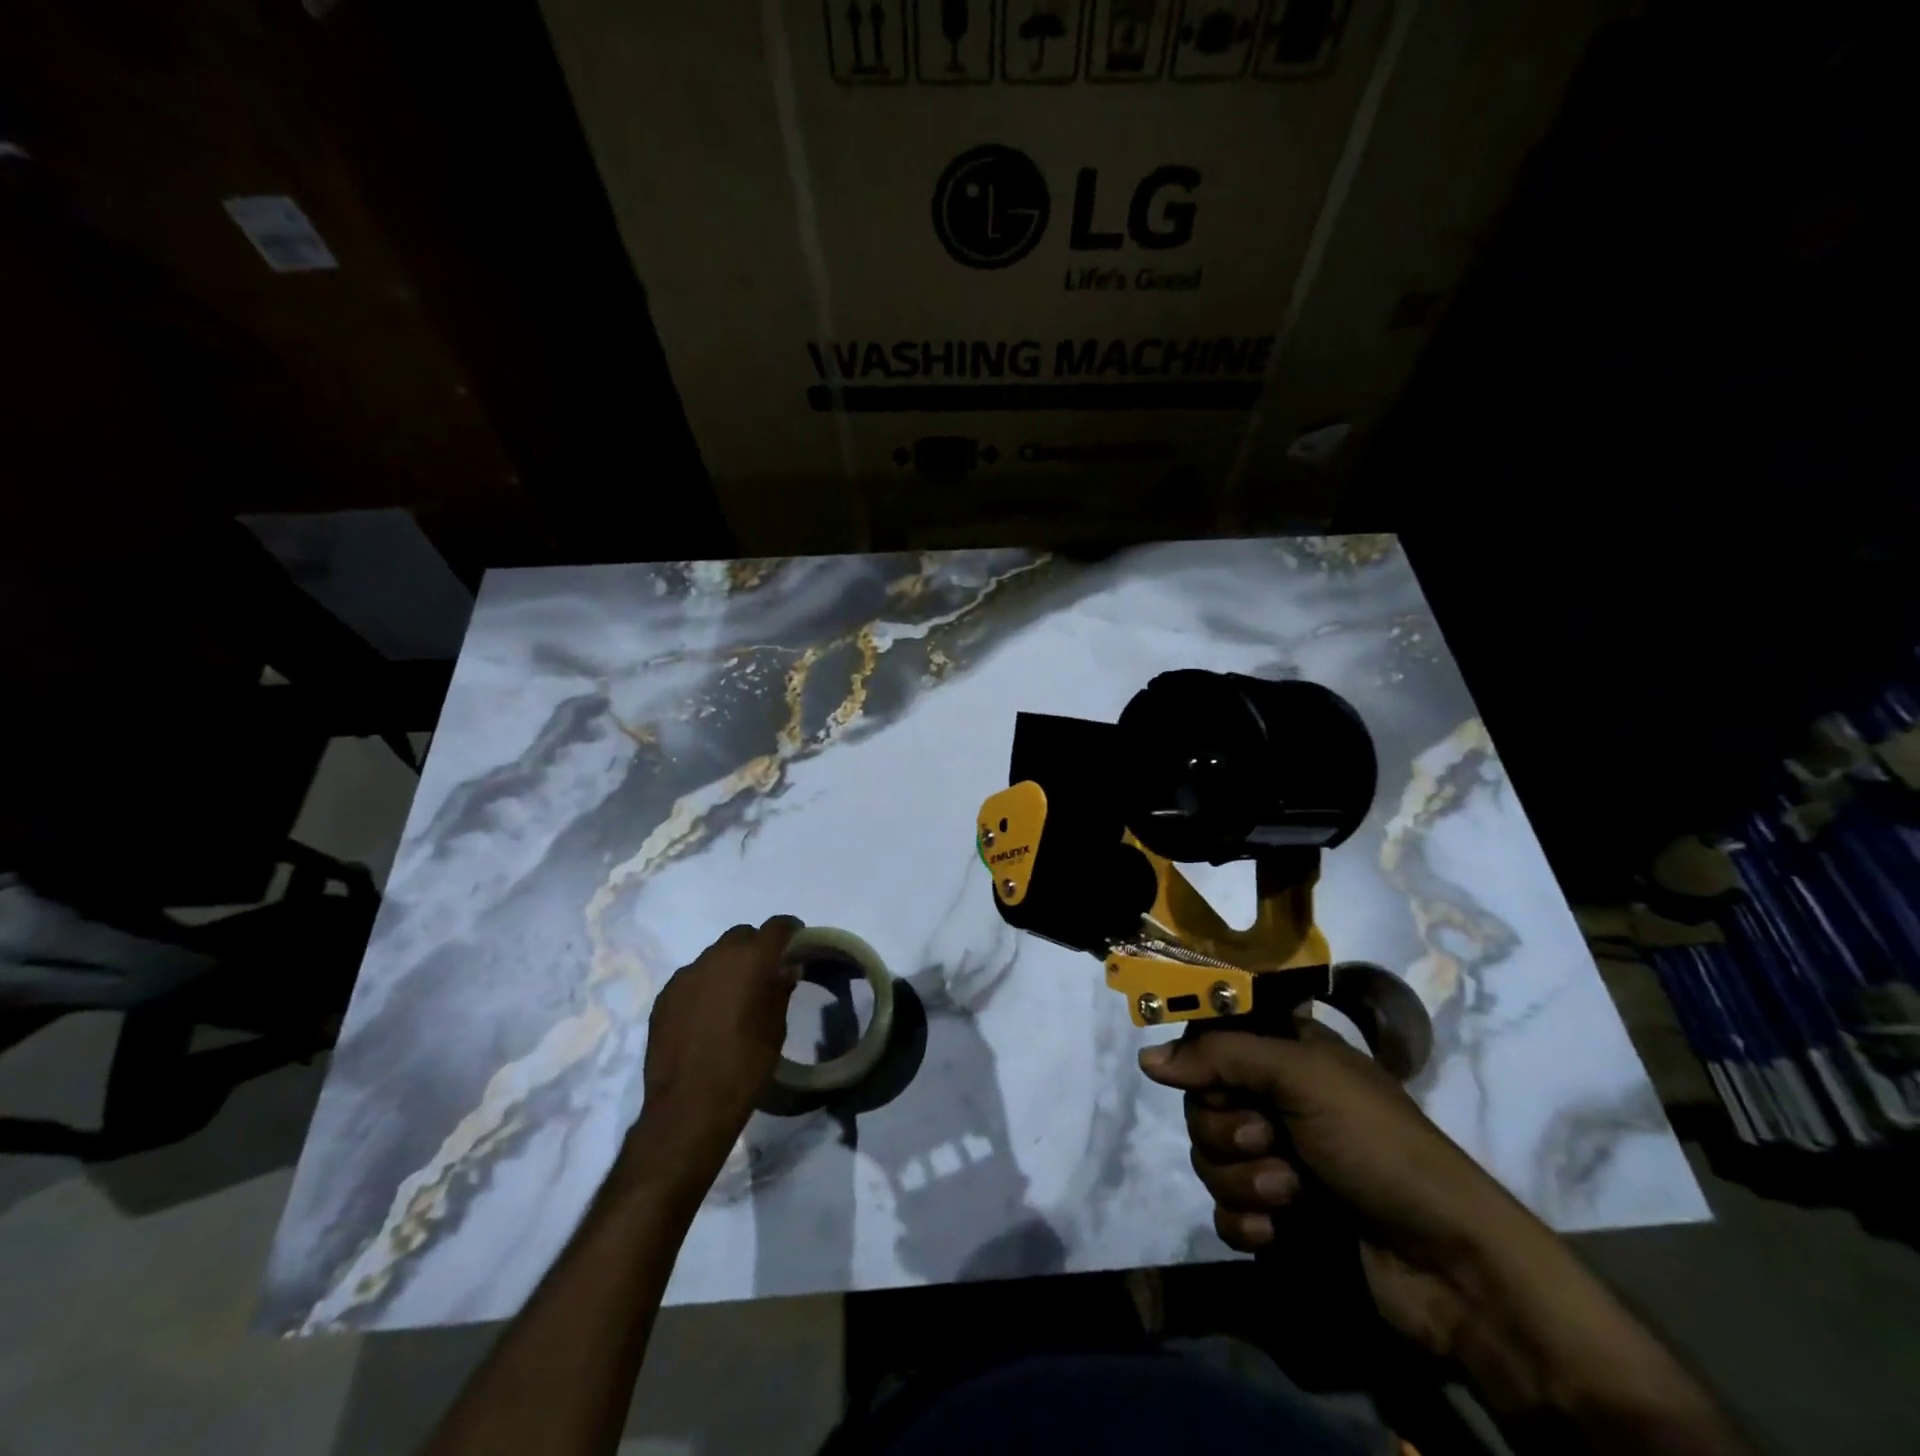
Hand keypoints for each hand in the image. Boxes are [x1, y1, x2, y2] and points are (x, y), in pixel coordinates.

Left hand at [634, 916, 801, 1174]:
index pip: (776, 926)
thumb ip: (780, 990)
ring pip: (713, 956)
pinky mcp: (664, 997)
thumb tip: (786, 968)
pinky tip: (707, 1014)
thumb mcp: (775, 1029)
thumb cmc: (745, 1066)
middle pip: (741, 935)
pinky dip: (704, 986)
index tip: (797, 941)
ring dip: (728, 966)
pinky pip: (691, 978)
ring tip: (734, 996)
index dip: (790, 930)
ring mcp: (685, 976)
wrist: (688, 1106)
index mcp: (751, 960)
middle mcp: (716, 957)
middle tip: (766, 972)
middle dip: (756, 946)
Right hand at [1139, 1024, 1553, 1362]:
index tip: (1207, 1076)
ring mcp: (1274, 1161)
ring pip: (1207, 1159)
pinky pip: (1222, 1213)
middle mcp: (1274, 1102)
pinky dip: (1245, 1223)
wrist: (1447, 1265)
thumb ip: (1222, 1057)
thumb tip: (1146, 1058)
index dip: (1199, 1058)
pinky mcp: (1275, 1220)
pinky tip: (1277, 1234)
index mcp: (1286, 1056)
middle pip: (1199, 1102)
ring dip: (1242, 1180)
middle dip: (1226, 1130)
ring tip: (1290, 1195)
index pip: (1211, 1038)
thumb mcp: (1304, 1079)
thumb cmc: (1378, 1146)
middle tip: (1269, 1139)